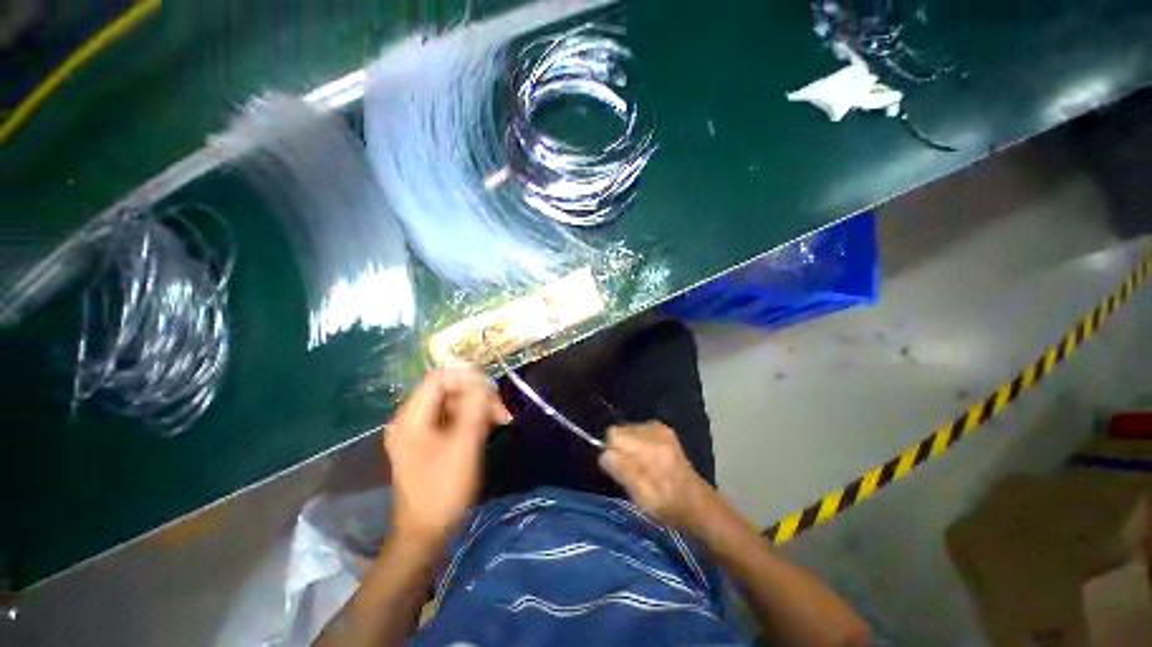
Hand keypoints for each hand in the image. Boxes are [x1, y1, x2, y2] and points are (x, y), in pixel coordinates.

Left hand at [384, 367, 510, 549]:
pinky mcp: (429, 441)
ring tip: (501, 421)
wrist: (426, 534)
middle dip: (478, 395)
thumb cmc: (443, 490)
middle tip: (502, 411)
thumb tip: (482, 379)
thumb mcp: (464, 445)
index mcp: (412, 417)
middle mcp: (412, 418)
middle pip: (449, 389)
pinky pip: (453, 418)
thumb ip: (474, 407)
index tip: (493, 389)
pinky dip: (473, 419)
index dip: (468, 377)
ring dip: (479, 407)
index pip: (440, 377)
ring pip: (455, 403)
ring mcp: (419, 431)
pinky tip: (490, 428)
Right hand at [598, 422, 711, 528]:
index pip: (613, 435)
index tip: (617, 469)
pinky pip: (637, 430)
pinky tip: (647, 457)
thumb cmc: (667, 505)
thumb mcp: (641, 497)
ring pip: (626, 429)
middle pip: (618, 430)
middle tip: (629, 470)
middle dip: (618, 448)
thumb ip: (622, 471)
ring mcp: (660, 428)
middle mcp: (655, 431)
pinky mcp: (663, 428)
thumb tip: (604, 454)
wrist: (695, 502)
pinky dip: (636, 441)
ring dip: (627, 445)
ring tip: (640, 465)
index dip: (611, 452)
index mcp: (650, 449)